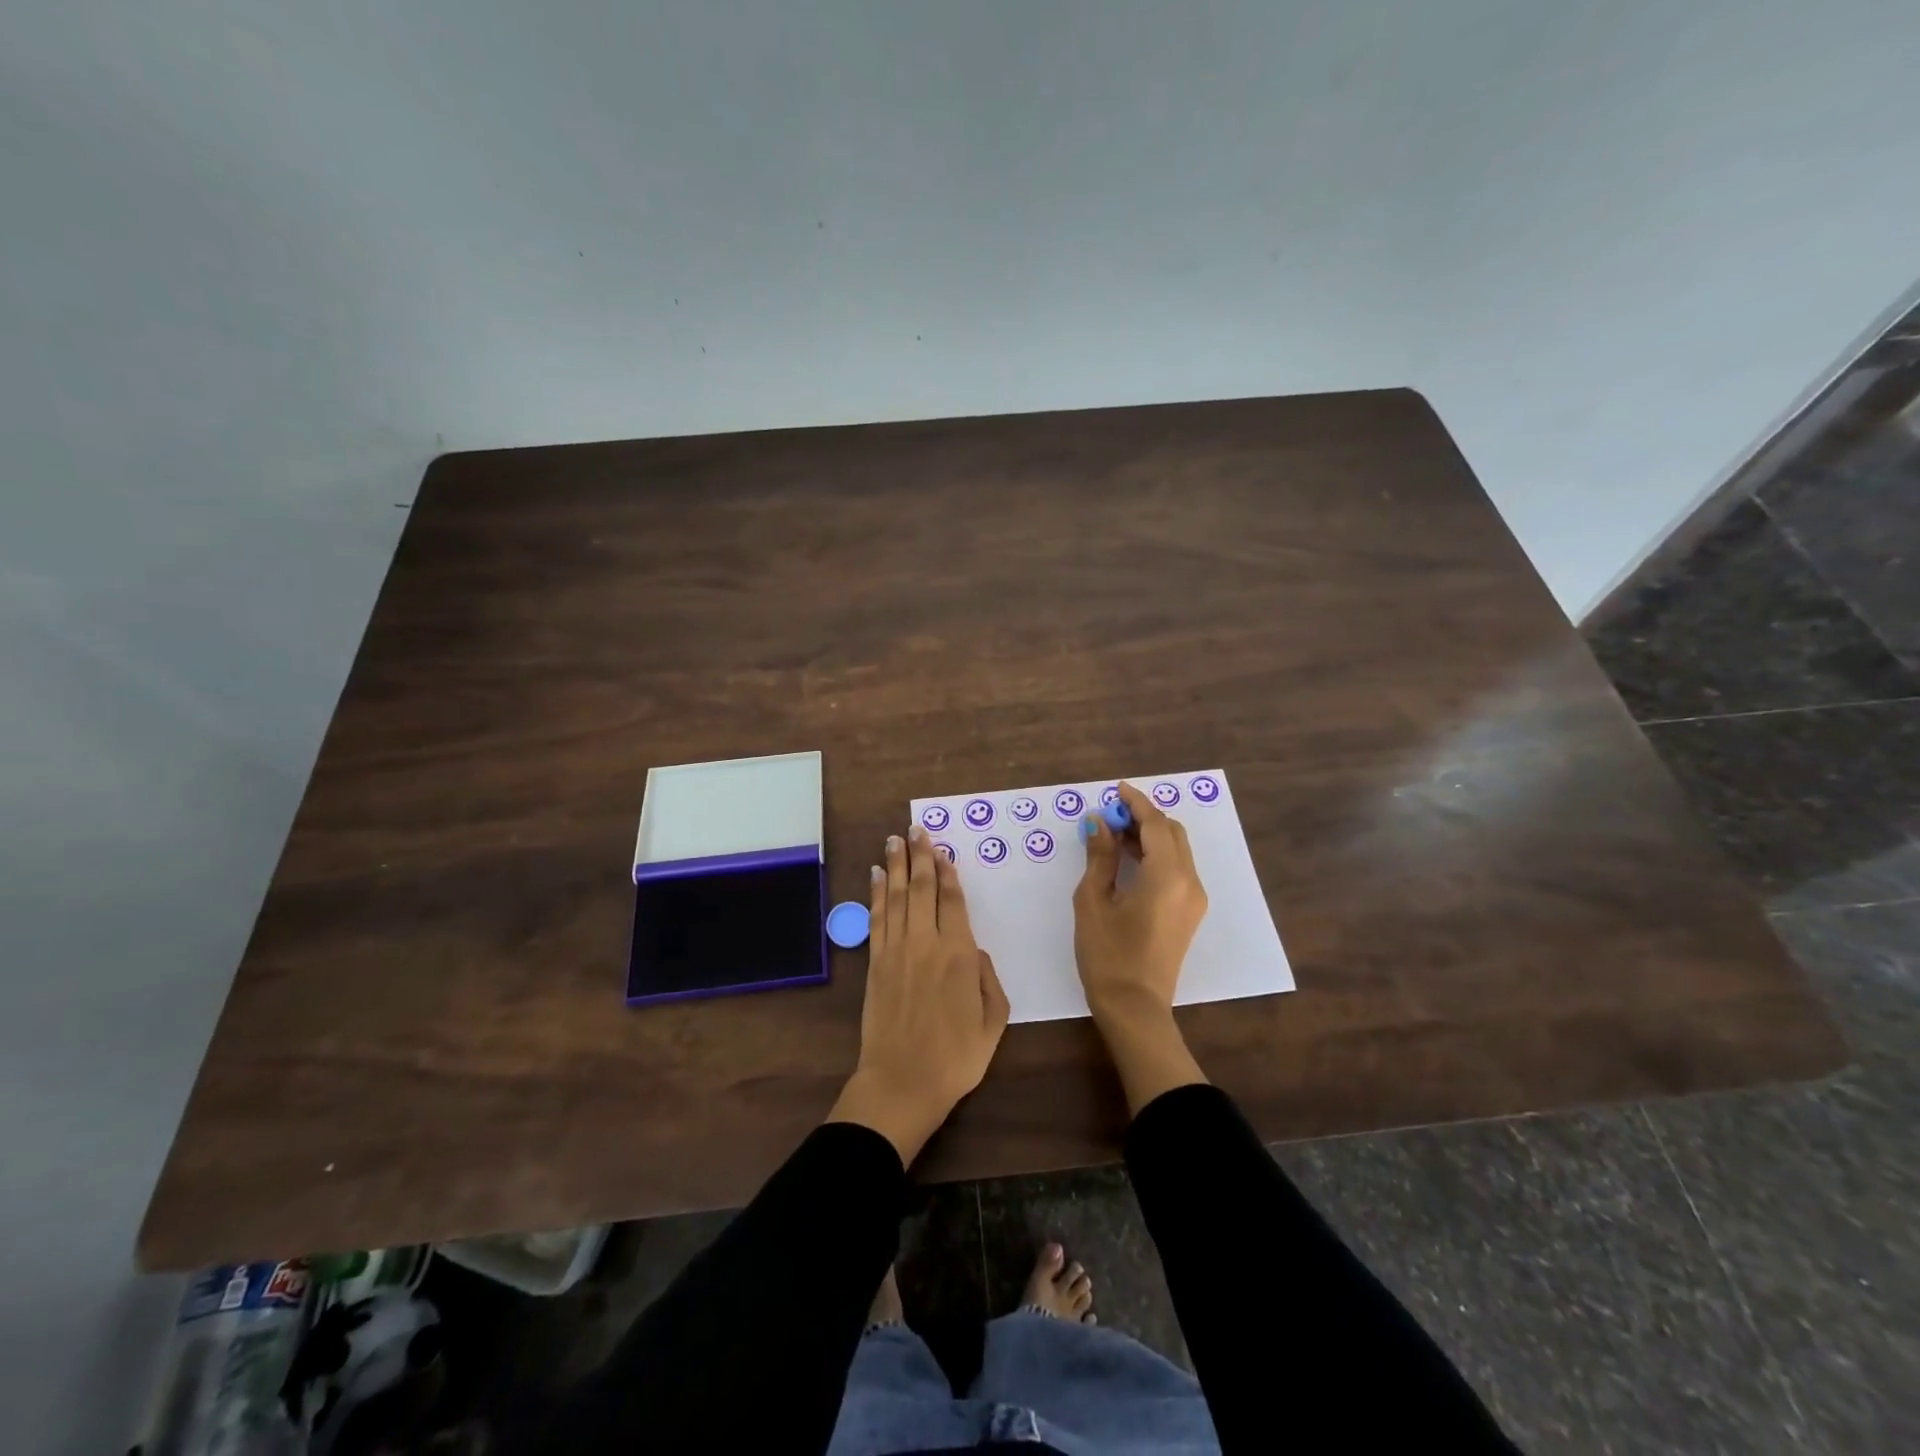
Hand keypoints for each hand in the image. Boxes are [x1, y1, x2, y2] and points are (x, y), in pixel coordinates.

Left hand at [829, 824, 1009, 1163]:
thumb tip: (976, 951)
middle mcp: (926, 943)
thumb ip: (989, 980)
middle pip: (921, 889)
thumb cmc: (956, 1058)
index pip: (952, 901)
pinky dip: (876, 893)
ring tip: (895, 839)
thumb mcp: (994, 1022)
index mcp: (959, 955)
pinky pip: (876, 918)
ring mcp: (896, 951)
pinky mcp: (875, 963)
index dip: (947, 872)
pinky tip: (876, 875)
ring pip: (896, 897)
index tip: (942, 849)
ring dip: (896, 865)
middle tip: (916, 829)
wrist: (902, 1083)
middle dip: (920, 856)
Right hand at [1073, 781, 1210, 1111]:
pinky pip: (1177, 869)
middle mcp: (1189, 881)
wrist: (1135, 1007)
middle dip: (1143, 817)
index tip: (1115, 790)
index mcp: (1167, 876)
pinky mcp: (1190, 912)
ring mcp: (1194, 898)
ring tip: (1114, 836)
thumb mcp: (1093, 901)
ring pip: (1177, 850)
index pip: (1155, 824)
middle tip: (1110, 816)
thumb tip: (1098, 823)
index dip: (1135, 803)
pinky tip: (1130, 861)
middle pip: (1172, 832)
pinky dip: (1157, 855)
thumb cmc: (1107, 954)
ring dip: (1150, 836)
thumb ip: (1099, 856)